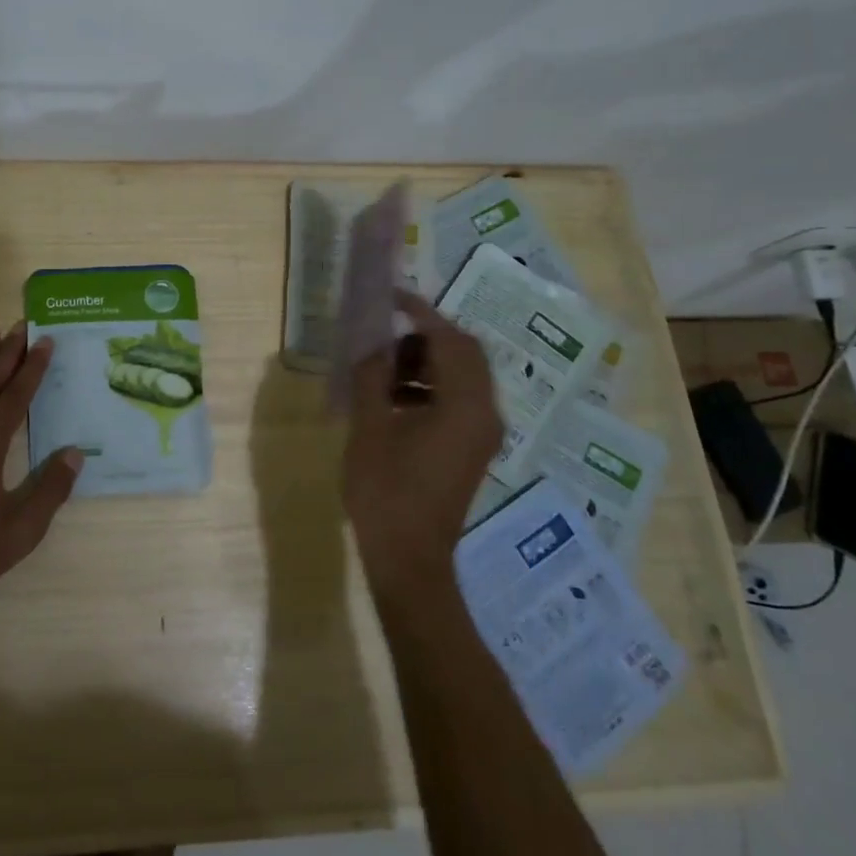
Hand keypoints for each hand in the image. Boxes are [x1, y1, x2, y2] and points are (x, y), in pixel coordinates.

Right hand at [343, 293, 504, 594]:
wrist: (410, 559)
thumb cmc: (386, 492)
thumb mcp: (369, 428)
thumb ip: (372, 377)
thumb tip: (373, 343)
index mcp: (464, 405)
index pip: (450, 339)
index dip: (420, 312)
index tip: (391, 297)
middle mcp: (485, 413)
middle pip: (465, 353)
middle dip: (425, 336)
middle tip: (384, 335)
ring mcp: (482, 433)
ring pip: (462, 376)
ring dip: (426, 362)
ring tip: (382, 369)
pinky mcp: (472, 447)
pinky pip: (458, 399)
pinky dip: (430, 386)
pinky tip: (393, 399)